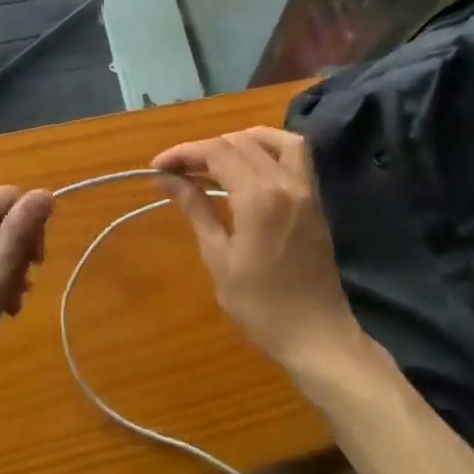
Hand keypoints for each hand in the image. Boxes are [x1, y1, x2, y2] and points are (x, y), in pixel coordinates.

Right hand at [152, 126, 365, 374]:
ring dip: (241, 139)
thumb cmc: (260, 304)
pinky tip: (250, 165)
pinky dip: (270, 148)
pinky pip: (296, 155)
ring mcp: (305, 189)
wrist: (315, 334)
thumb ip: (195, 209)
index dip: (183, 153)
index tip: (157, 167)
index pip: (216, 152)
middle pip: (240, 142)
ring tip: (214, 158)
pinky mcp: (315, 200)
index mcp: (258, 196)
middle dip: (204, 149)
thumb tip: (167, 179)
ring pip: (274, 140)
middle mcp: (284, 182)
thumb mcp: (218, 257)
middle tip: (177, 170)